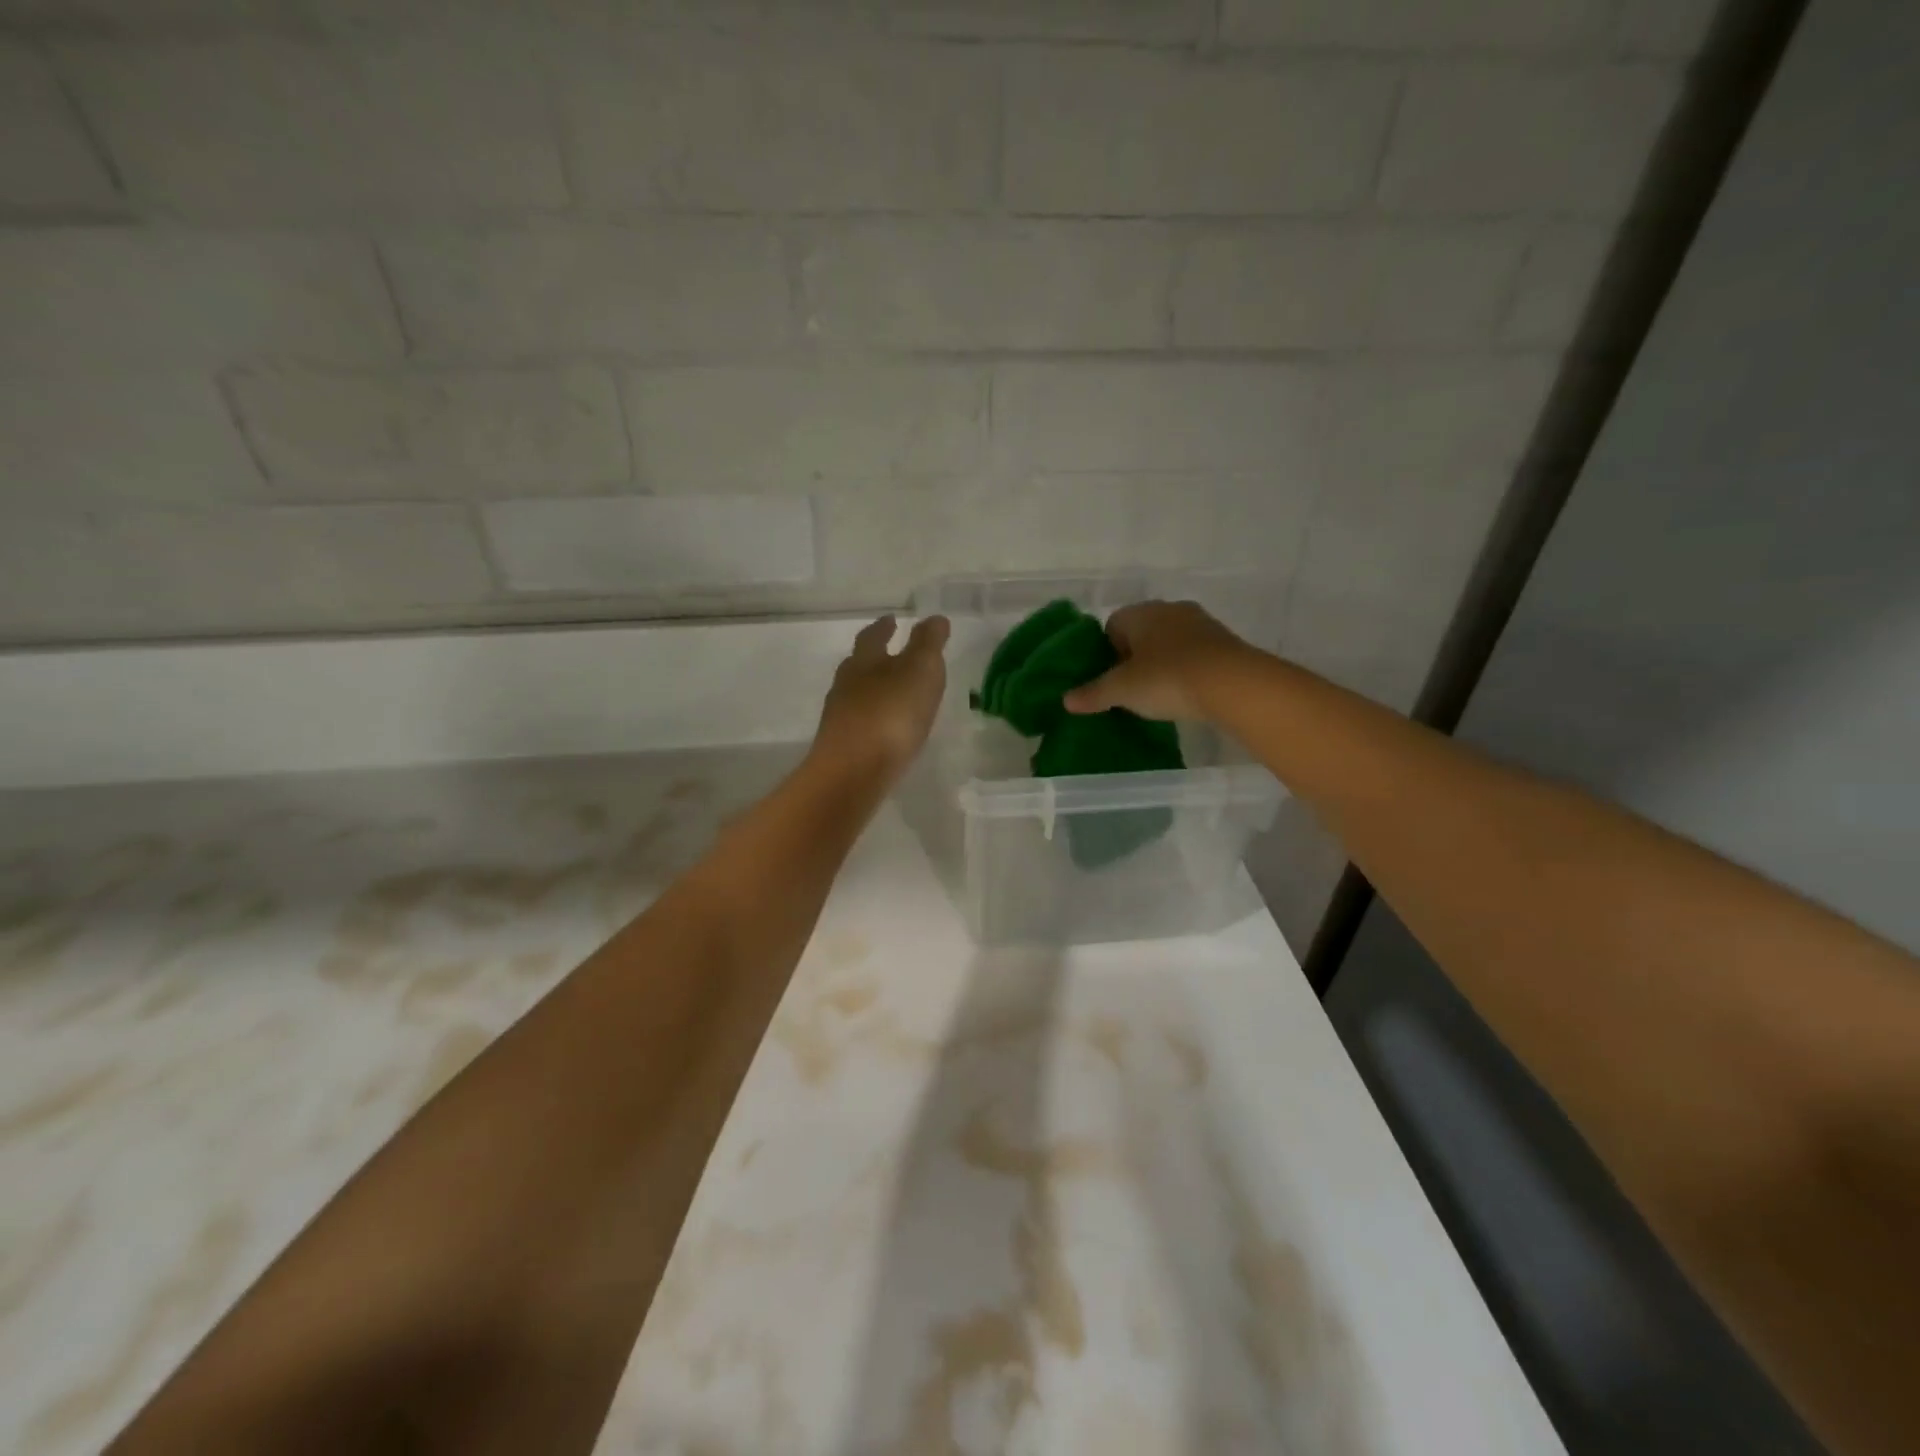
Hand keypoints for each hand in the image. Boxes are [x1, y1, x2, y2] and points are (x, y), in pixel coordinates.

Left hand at [810, 614, 950, 781]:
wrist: (853, 773)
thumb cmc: (890, 714)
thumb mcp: (919, 670)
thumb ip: (928, 644)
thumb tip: (934, 617)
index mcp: (864, 661)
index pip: (873, 636)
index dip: (884, 627)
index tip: (892, 620)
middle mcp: (846, 685)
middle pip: (859, 665)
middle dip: (875, 658)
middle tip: (892, 655)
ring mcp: (841, 718)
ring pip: (858, 695)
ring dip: (875, 691)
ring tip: (895, 694)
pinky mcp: (843, 748)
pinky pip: (861, 725)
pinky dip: (875, 720)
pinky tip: (887, 730)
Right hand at [1063, 600, 1249, 721]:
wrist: (1233, 684)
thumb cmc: (1167, 679)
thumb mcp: (1122, 691)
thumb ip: (1093, 694)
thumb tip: (1066, 700)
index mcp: (1141, 613)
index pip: (1112, 625)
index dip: (1106, 651)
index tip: (1109, 677)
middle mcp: (1170, 609)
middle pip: (1142, 632)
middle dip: (1134, 657)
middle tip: (1130, 688)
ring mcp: (1201, 623)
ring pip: (1170, 641)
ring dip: (1162, 662)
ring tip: (1159, 693)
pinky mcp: (1225, 642)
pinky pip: (1195, 653)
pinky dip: (1186, 669)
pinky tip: (1186, 693)